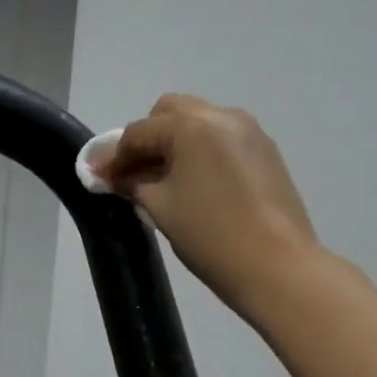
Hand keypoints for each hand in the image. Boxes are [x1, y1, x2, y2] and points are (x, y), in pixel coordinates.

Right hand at [95, 95, 319, 317]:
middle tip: (135, 173)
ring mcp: (249, 131)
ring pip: (198, 122)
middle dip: (147, 138)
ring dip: (175, 142)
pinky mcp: (265, 151)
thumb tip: (112, 174)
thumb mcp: (159, 207)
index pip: (138, 132)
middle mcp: (221, 116)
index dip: (114, 157)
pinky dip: (200, 151)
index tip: (100, 180)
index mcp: (190, 126)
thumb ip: (132, 182)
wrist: (275, 264)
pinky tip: (195, 184)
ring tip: (164, 180)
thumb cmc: (208, 234)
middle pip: (170, 112)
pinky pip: (221, 138)